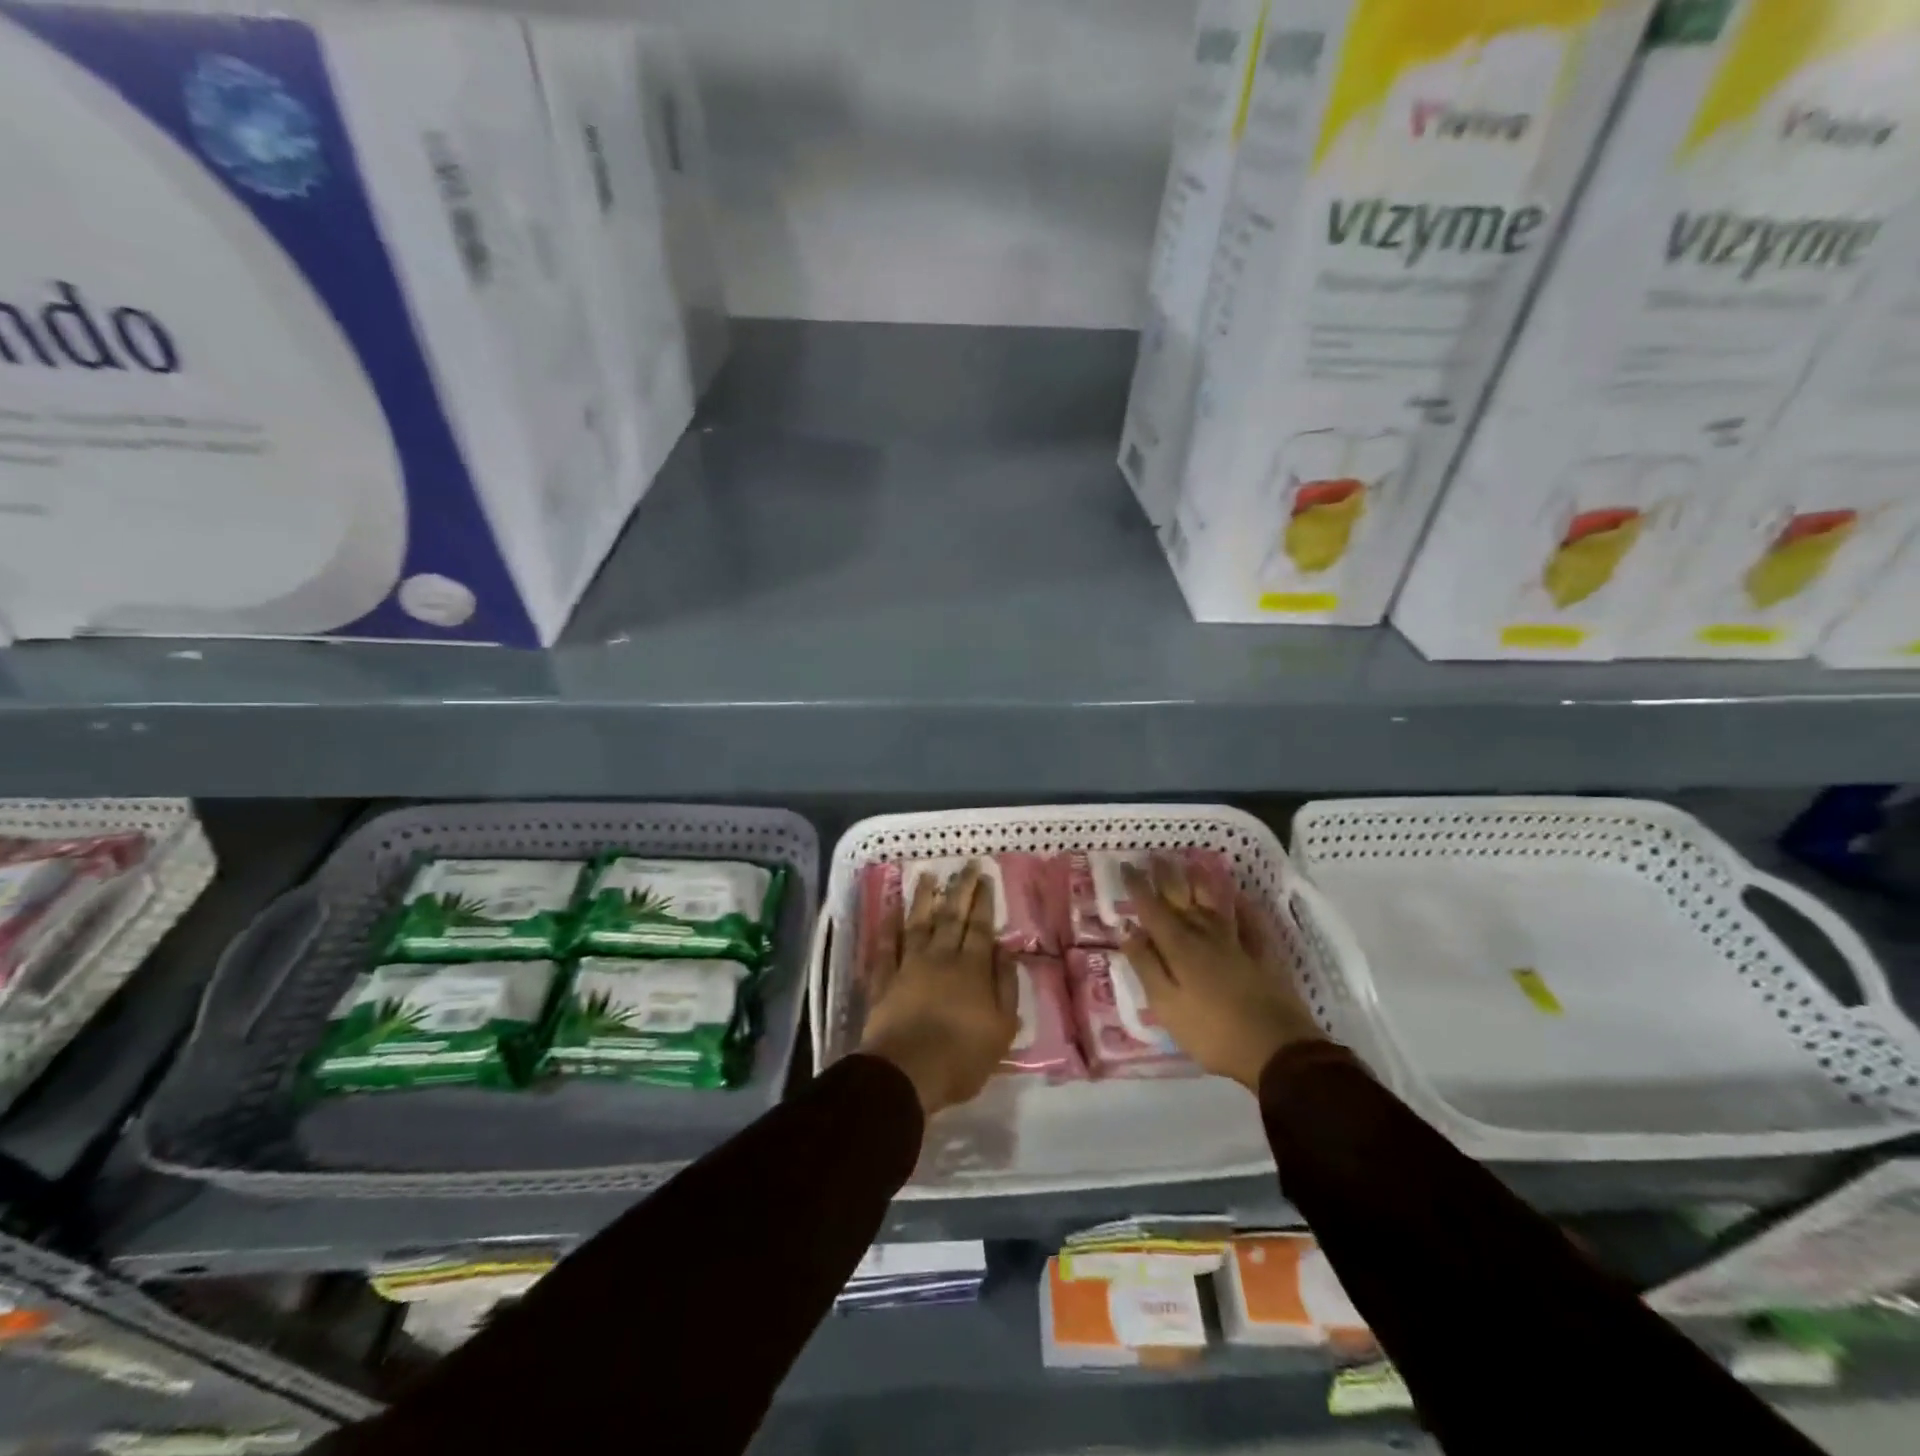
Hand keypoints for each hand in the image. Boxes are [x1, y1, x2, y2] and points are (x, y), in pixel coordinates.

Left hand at [859, 861, 1019, 1115]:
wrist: (908, 1072)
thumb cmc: (963, 1056)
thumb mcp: (1002, 1028)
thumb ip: (1006, 986)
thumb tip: (1005, 950)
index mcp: (972, 969)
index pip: (980, 927)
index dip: (983, 901)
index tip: (985, 877)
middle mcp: (941, 958)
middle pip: (951, 917)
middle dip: (960, 889)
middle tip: (966, 865)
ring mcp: (909, 966)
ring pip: (917, 924)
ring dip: (923, 898)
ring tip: (927, 875)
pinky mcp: (884, 980)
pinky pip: (886, 947)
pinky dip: (888, 927)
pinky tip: (890, 911)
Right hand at [1120, 856, 1324, 1090]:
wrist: (1277, 1051)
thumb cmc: (1212, 1033)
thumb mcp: (1166, 1005)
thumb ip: (1146, 965)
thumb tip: (1128, 930)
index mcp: (1179, 947)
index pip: (1152, 909)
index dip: (1138, 886)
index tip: (1126, 865)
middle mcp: (1206, 935)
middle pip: (1183, 898)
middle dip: (1167, 876)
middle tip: (1155, 855)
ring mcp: (1238, 942)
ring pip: (1215, 903)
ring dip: (1202, 881)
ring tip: (1192, 863)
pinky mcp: (1263, 954)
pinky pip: (1251, 921)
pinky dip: (1243, 906)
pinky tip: (1239, 896)